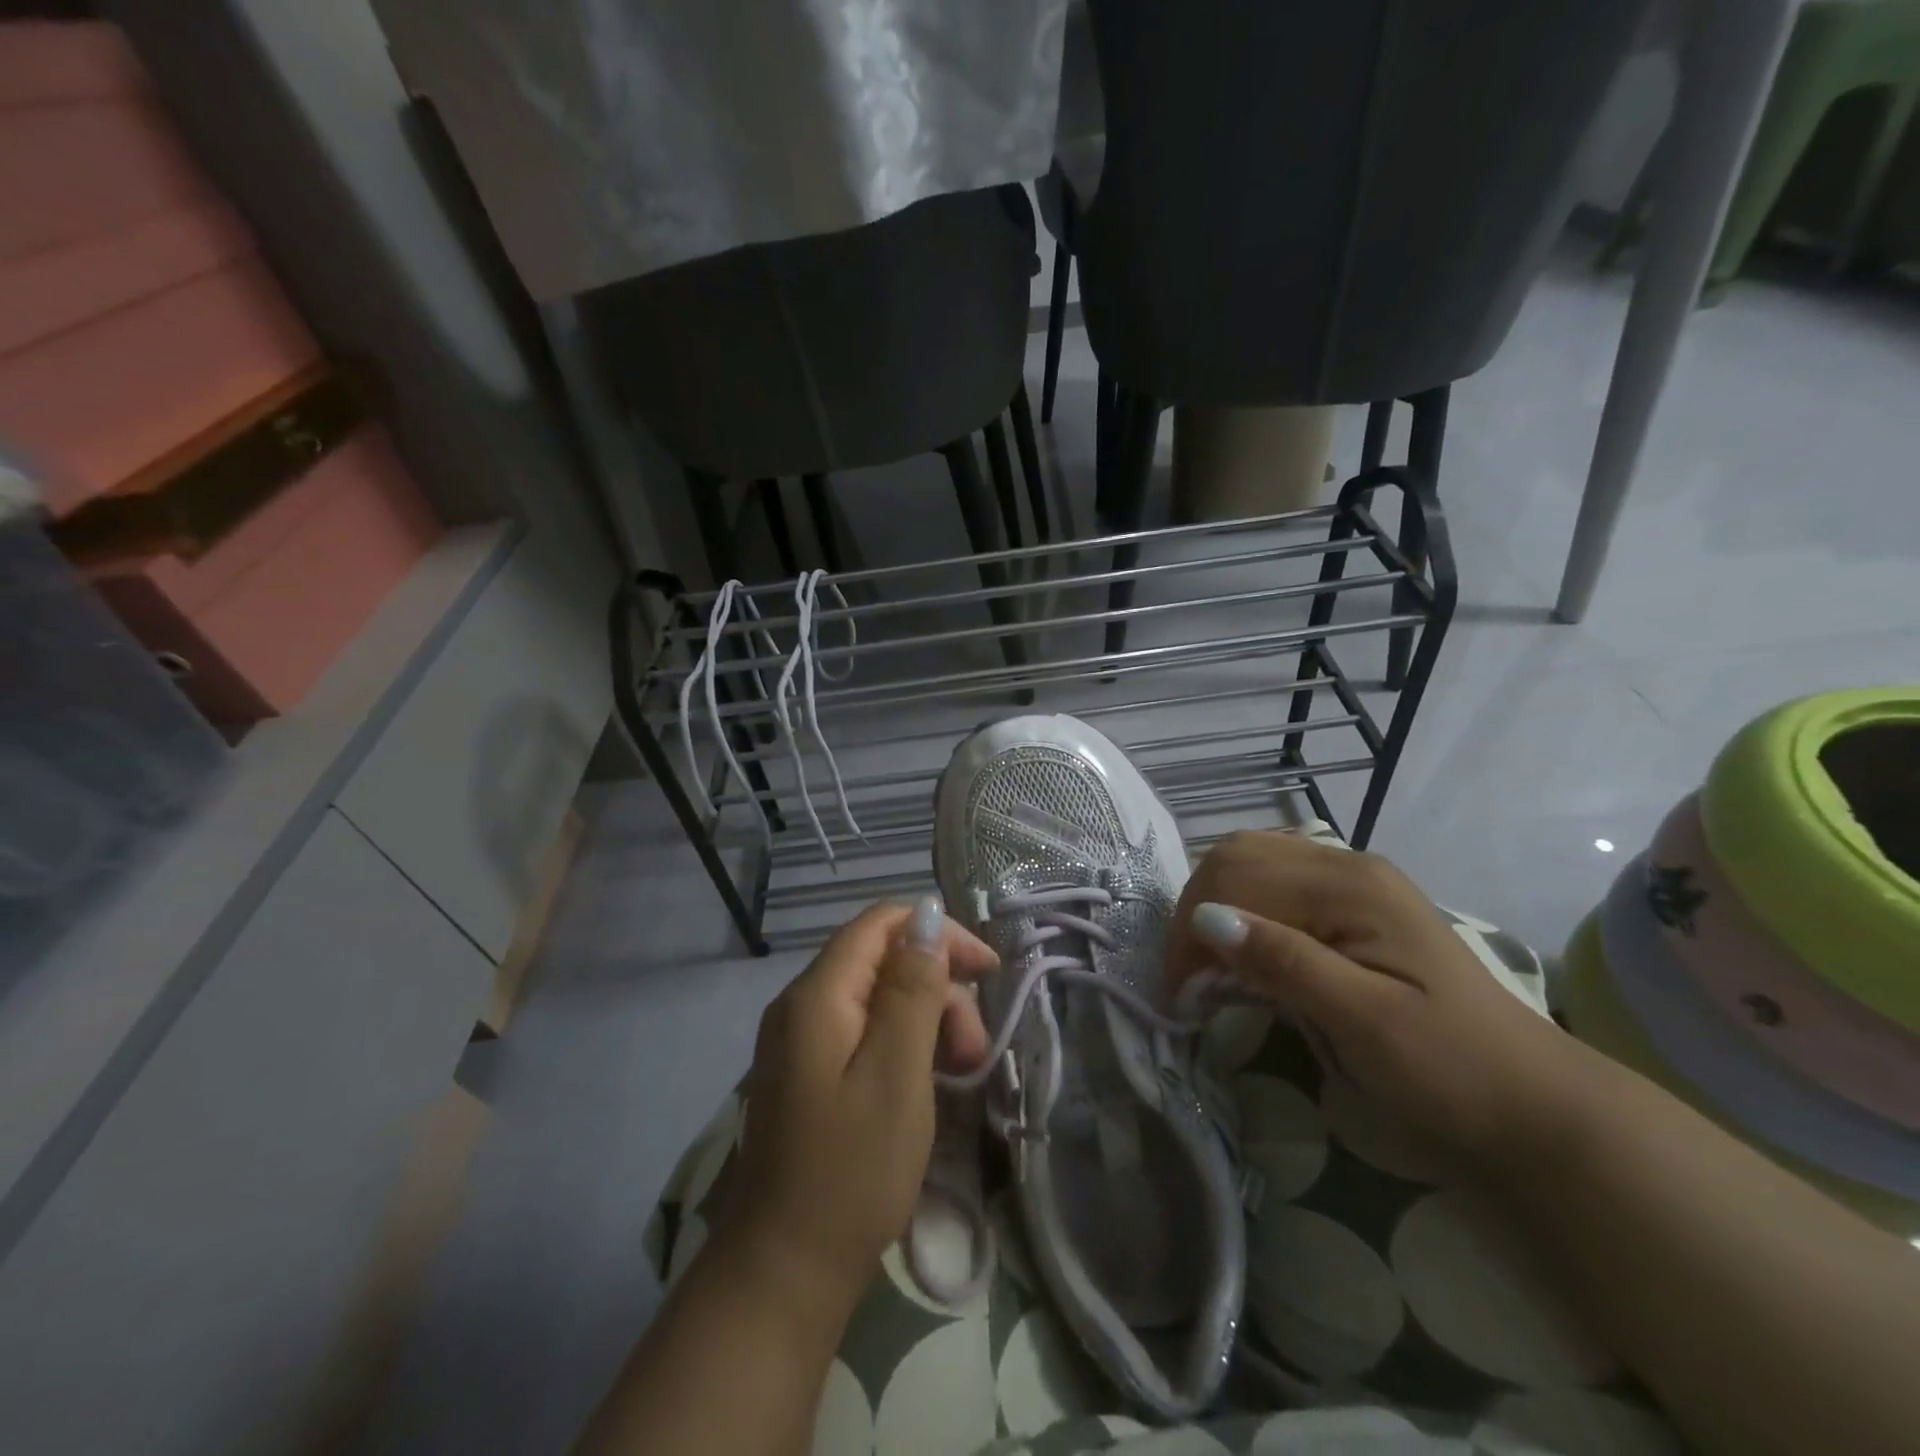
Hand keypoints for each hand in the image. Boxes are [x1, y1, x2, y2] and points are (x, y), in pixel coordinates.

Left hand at [721, 897, 997, 1316]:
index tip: (986, 973)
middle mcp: (802, 1004)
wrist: (784, 1271)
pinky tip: (928, 1081)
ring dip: (927, 1019)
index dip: (937, 933)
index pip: (881, 923)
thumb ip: (912, 988)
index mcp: (817, 994)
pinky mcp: (809, 1073)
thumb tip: (925, 916)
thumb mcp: (897, 1072)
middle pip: (882, 961)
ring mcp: (801, 1041)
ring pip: (878, 997)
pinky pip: (864, 1032)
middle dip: (938, 987)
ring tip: (960, 1070)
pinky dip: (904, 1045)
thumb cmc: (851, 1170)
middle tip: (974, 1047)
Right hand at [1168, 831, 1587, 1175]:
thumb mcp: (1364, 1022)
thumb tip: (1206, 919)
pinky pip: (1278, 886)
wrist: (1534, 1106)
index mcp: (1349, 886)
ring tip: (1210, 967)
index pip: (1236, 877)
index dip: (1191, 930)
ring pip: (1252, 863)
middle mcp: (1347, 865)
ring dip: (1216, 907)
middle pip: (1238, 856)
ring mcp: (1353, 881)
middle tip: (1188, 979)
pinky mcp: (1354, 905)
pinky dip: (1244, 911)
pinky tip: (1247, 954)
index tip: (1178, 994)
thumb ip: (1284, 962)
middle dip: (1196, 911)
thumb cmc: (1449, 1069)